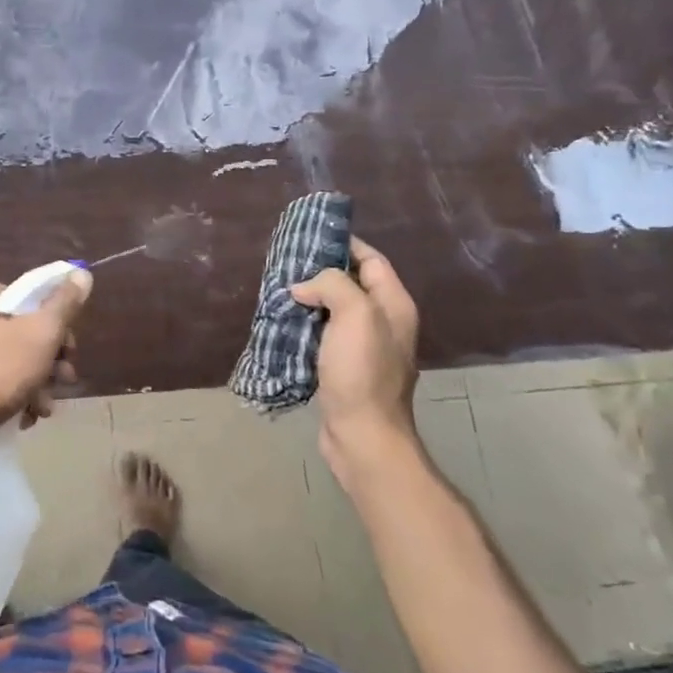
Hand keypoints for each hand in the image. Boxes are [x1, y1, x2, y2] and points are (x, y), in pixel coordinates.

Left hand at [0, 271, 91, 468]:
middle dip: (49, 358)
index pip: (31, 297)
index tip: (69, 351)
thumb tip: (81, 272)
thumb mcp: (42, 333)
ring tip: (45, 406)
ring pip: (8, 357)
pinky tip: (26, 414)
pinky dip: (11, 392)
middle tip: (64, 380)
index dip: (58, 323)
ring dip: (35, 380)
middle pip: (22, 329)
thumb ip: (65, 302)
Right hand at [290, 236, 422, 491]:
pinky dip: (305, 326)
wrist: (362, 435)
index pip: (372, 260)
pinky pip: (323, 336)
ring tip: (279, 291)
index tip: (311, 237)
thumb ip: (332, 284)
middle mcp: (383, 323)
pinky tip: (283, 324)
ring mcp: (364, 349)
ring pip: (334, 311)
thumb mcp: (354, 314)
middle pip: (352, 284)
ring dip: (309, 300)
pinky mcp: (345, 370)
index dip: (345, 244)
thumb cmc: (362, 371)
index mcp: (394, 305)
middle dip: (321, 272)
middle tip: (288, 264)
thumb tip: (304, 287)